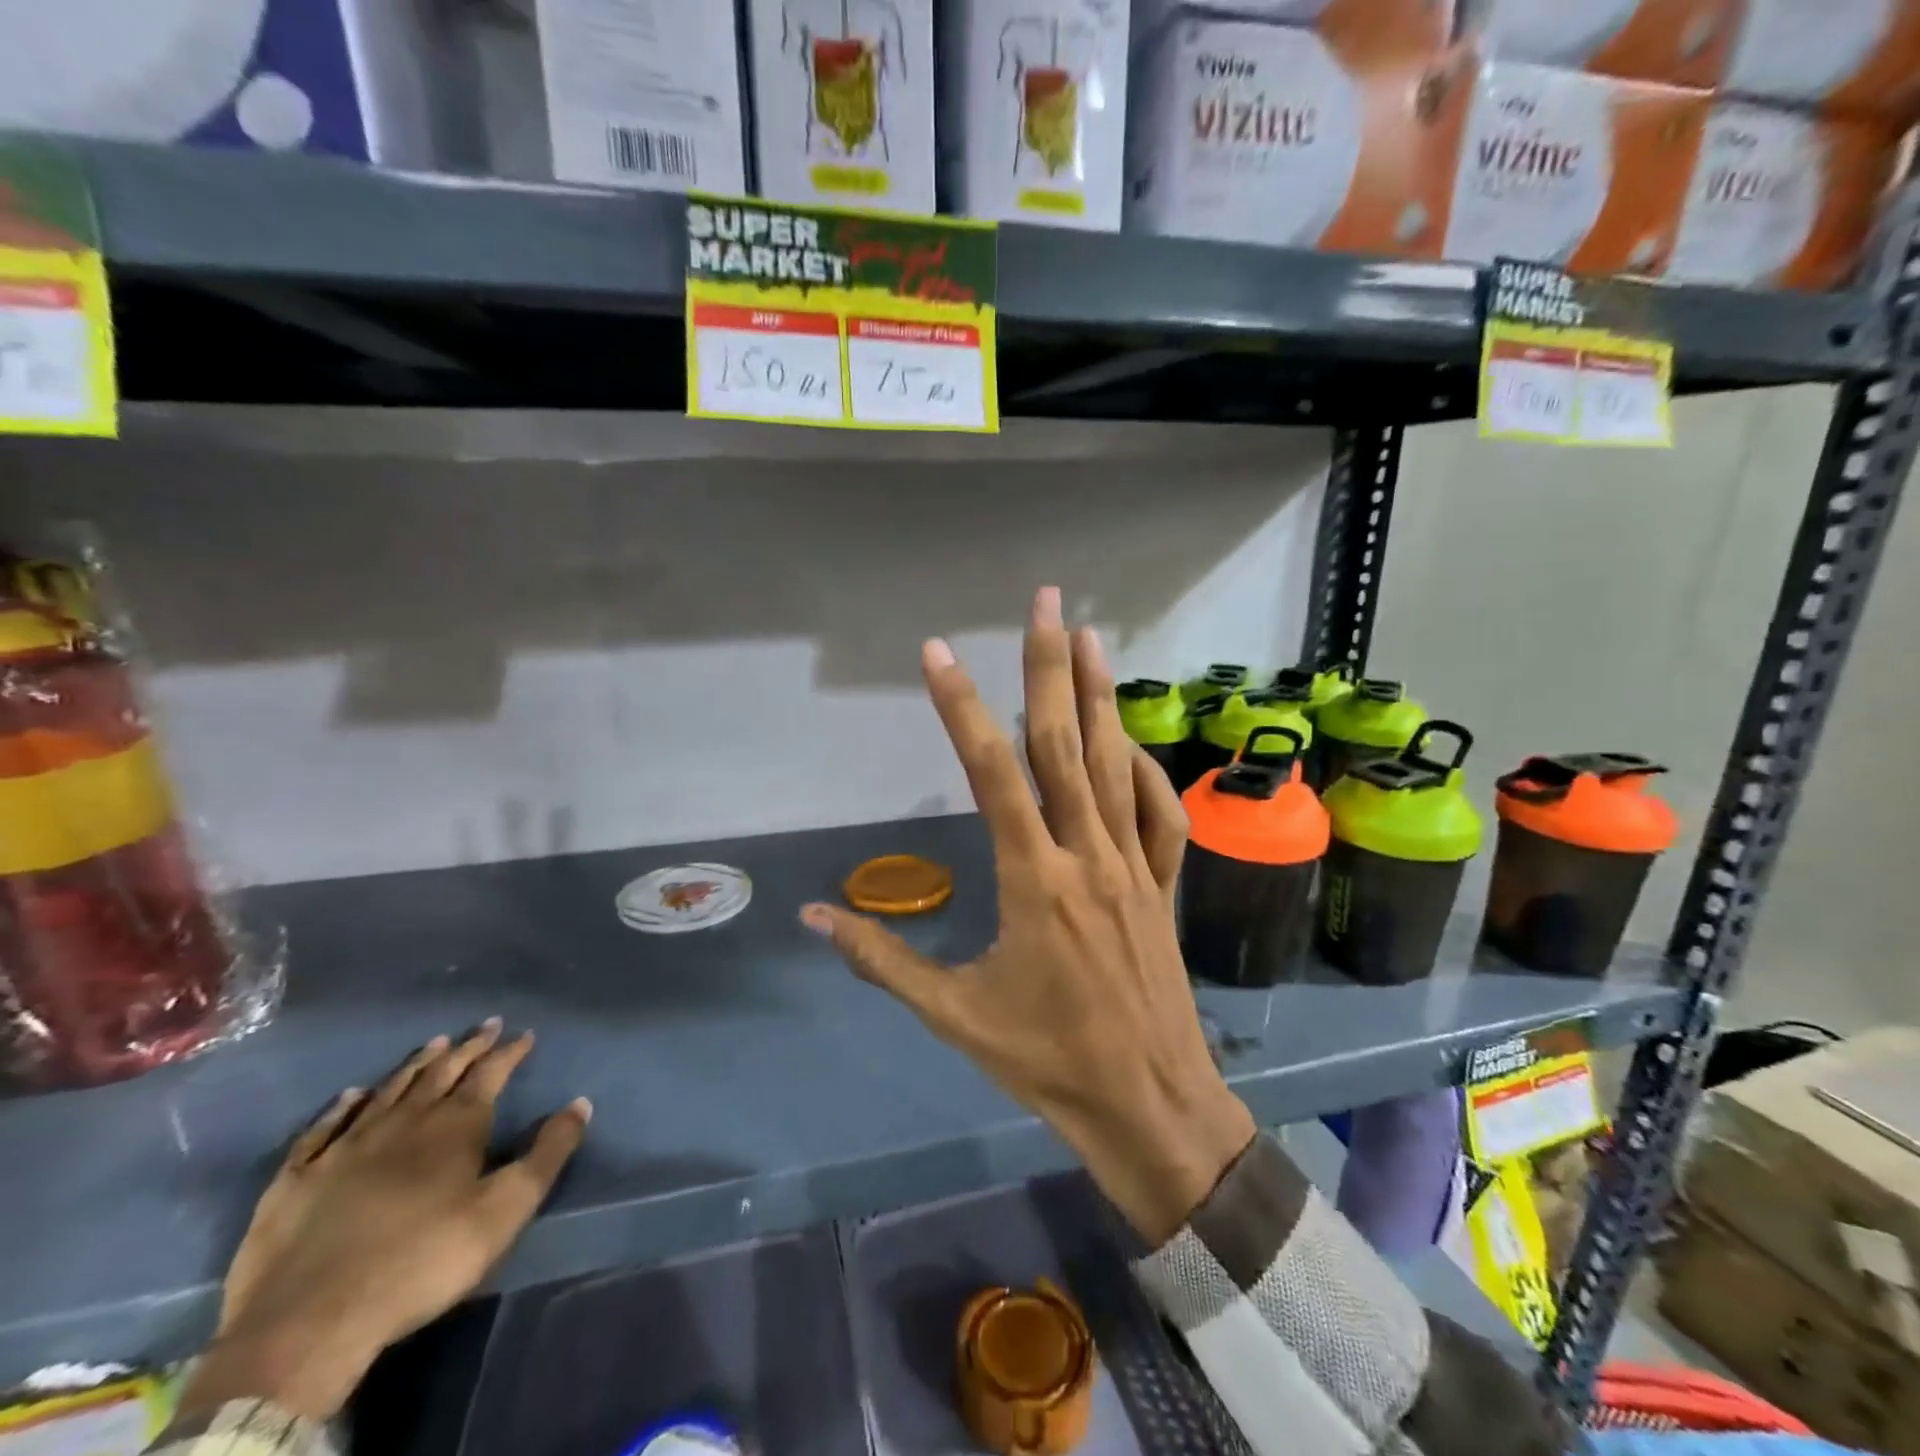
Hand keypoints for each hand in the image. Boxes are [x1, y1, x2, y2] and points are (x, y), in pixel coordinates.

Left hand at [179, 1022, 590, 1423]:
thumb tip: (580, 1104)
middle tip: (486, 1025)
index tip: (525, 1033)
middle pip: (441, 1072)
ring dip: (415, 1065)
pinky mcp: (295, 1181)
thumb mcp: (506, 1209)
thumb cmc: (423, 1260)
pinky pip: (322, 1130)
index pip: (490, 1073)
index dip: (509, 1052)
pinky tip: (350, 1095)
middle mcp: (403, 1122)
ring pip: (387, 1091)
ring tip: (435, 1043)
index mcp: (455, 1126)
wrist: (308, 1323)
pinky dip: (341, 1107)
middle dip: (468, 1047)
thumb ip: (548, 1153)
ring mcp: (344, 1148)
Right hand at [804, 587, 1254, 1245]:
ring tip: (1091, 637)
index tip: (938, 652)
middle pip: (1065, 745)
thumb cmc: (1047, 1062)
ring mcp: (1133, 866)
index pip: (991, 774)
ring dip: (1103, 696)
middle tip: (1047, 602)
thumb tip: (815, 917)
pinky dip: (1146, 770)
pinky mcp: (1164, 884)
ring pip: (1118, 765)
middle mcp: (1086, 856)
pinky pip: (1160, 814)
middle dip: (1050, 667)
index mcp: (1033, 881)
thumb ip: (883, 959)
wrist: (1150, 1107)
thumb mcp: (953, 1014)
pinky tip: (1129, 742)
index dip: (961, 707)